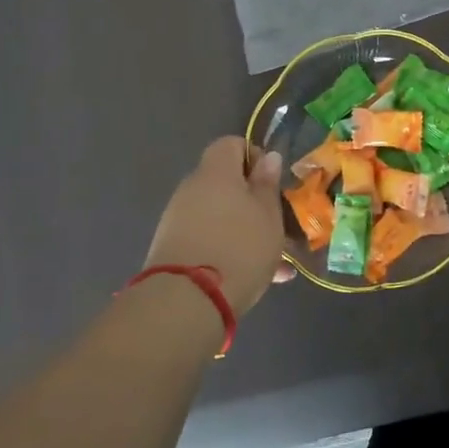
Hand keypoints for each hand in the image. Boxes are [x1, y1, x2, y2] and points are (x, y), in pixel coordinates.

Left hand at [144, 138, 295, 314]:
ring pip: (220, 216)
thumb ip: (267, 184)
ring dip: (245, 230)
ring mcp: (177, 221)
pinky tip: (257, 279)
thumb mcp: (268, 214)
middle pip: (225, 183)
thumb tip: (267, 157)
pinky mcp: (171, 251)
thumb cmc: (239, 247)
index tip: (271, 183)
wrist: (186, 302)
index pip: (231, 144)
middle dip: (253, 202)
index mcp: (216, 172)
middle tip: (277, 225)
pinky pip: (208, 240)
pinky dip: (229, 250)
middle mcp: (192, 190)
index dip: (254, 157)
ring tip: (275, 261)